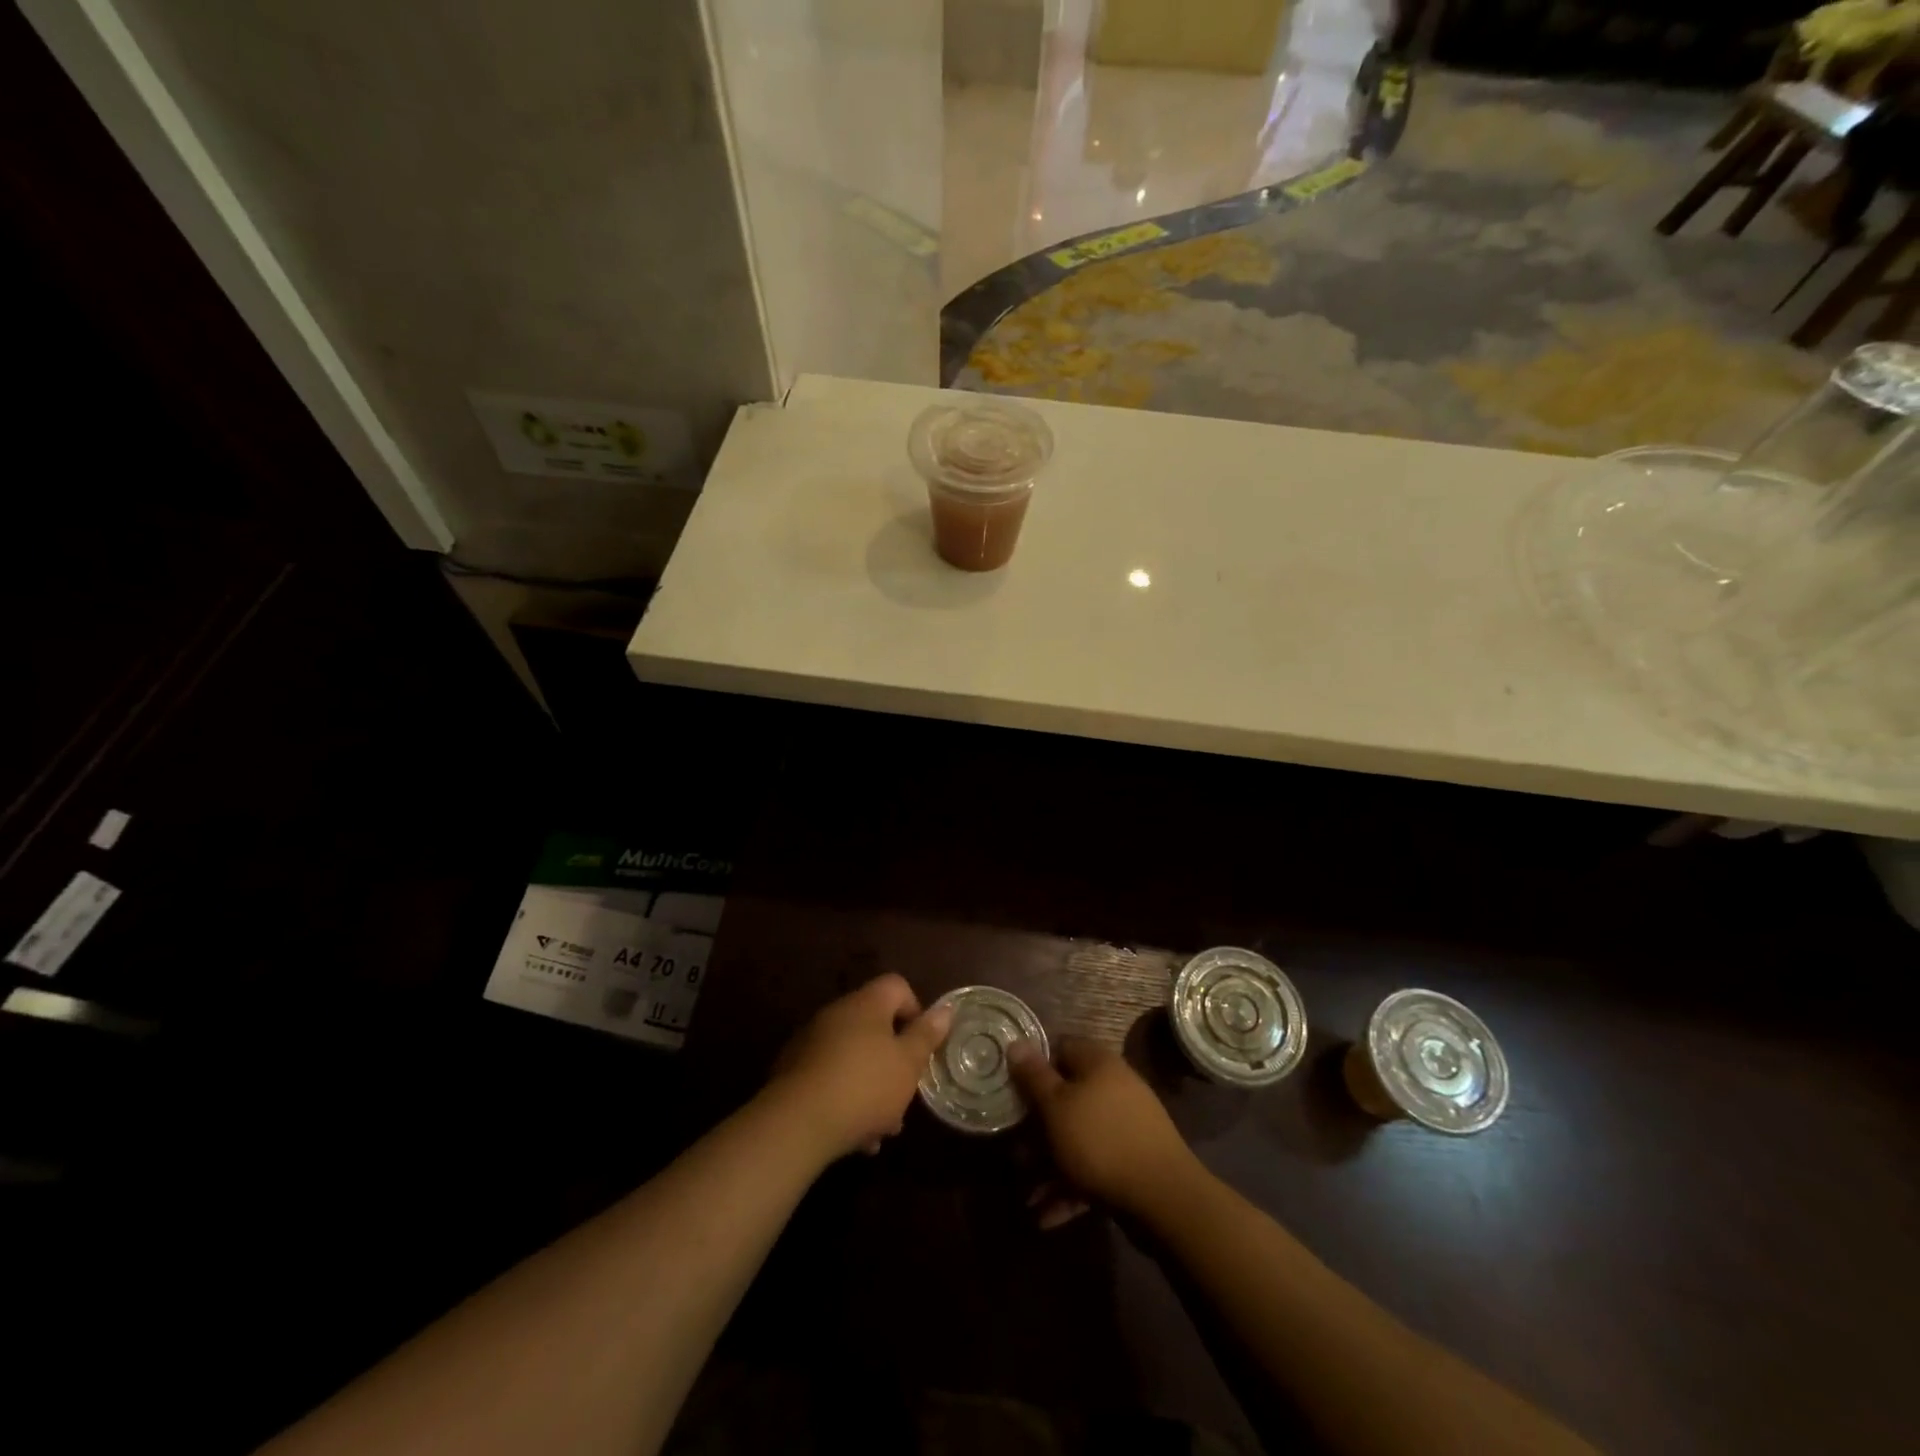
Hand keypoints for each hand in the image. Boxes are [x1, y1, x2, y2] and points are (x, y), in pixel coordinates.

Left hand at [763, 974, 952, 1163]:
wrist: (796, 1124)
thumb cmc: (864, 1086)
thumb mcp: (908, 1063)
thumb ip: (926, 1035)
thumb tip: (945, 1008)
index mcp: (866, 1004)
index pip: (897, 986)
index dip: (915, 1011)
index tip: (921, 1046)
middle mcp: (836, 1014)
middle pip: (875, 1026)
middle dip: (893, 1061)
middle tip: (904, 1095)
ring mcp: (811, 1042)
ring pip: (853, 1057)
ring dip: (871, 1086)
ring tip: (882, 1129)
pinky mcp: (793, 1073)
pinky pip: (830, 1078)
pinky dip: (846, 1099)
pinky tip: (855, 1137)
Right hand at [1009, 1038, 1199, 1219]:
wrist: (1164, 1197)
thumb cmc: (1100, 1140)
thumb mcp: (1057, 1106)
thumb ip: (1034, 1076)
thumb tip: (1016, 1042)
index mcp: (1098, 1064)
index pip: (1061, 1049)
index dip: (1035, 1066)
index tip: (1013, 1089)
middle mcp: (1113, 1088)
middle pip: (1066, 1099)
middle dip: (1037, 1129)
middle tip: (1015, 1153)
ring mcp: (1125, 1127)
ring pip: (1077, 1139)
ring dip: (1049, 1166)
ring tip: (1027, 1197)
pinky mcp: (1131, 1163)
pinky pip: (1093, 1169)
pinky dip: (1070, 1189)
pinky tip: (1046, 1217)